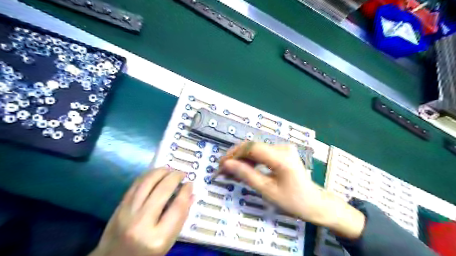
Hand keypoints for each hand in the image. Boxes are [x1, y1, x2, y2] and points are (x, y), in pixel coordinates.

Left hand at [89, 167, 193, 255]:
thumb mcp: (168, 241)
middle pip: (163, 190)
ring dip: (162, 171)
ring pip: (148, 182)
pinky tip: (157, 173)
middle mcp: (141, 223)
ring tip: (171, 170)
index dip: (186, 191)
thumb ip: (181, 217)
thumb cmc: (146, 253)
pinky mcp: (119, 206)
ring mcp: (127, 213)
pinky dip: (149, 175)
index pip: (177, 206)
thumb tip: (191, 194)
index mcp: (158, 237)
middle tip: (182, 174)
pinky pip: (136, 183)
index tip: (190, 183)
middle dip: (175, 177)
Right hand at [219, 142, 365, 239]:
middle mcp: (282, 147)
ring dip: (242, 158)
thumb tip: (227, 164)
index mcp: (281, 157)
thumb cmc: (292, 201)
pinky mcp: (282, 152)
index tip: (221, 165)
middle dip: (235, 156)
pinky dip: (251, 160)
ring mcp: (283, 148)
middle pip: (252, 146)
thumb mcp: (267, 190)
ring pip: (255, 149)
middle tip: (223, 169)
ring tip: (231, 170)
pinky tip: (243, 168)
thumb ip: (246, 175)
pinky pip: (262, 152)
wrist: (314, 202)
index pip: (251, 148)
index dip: (234, 154)